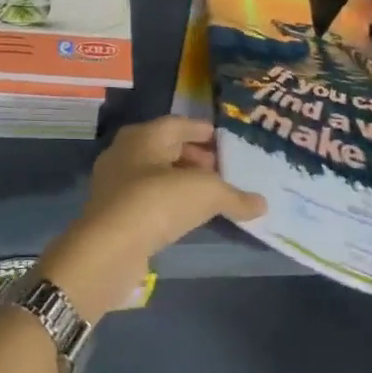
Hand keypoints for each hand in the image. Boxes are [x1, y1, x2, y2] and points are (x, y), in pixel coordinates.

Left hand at [40, 116, 265, 322]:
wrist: (109, 248)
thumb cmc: (158, 202)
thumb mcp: (206, 193)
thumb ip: (235, 196)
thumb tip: (261, 204)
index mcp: (144, 135)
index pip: (179, 124)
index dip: (203, 132)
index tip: (226, 141)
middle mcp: (125, 151)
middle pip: (166, 148)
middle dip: (195, 157)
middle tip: (222, 170)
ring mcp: (115, 182)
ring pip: (155, 174)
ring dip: (181, 181)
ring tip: (210, 195)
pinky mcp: (113, 212)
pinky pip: (148, 198)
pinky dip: (169, 202)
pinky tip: (187, 216)